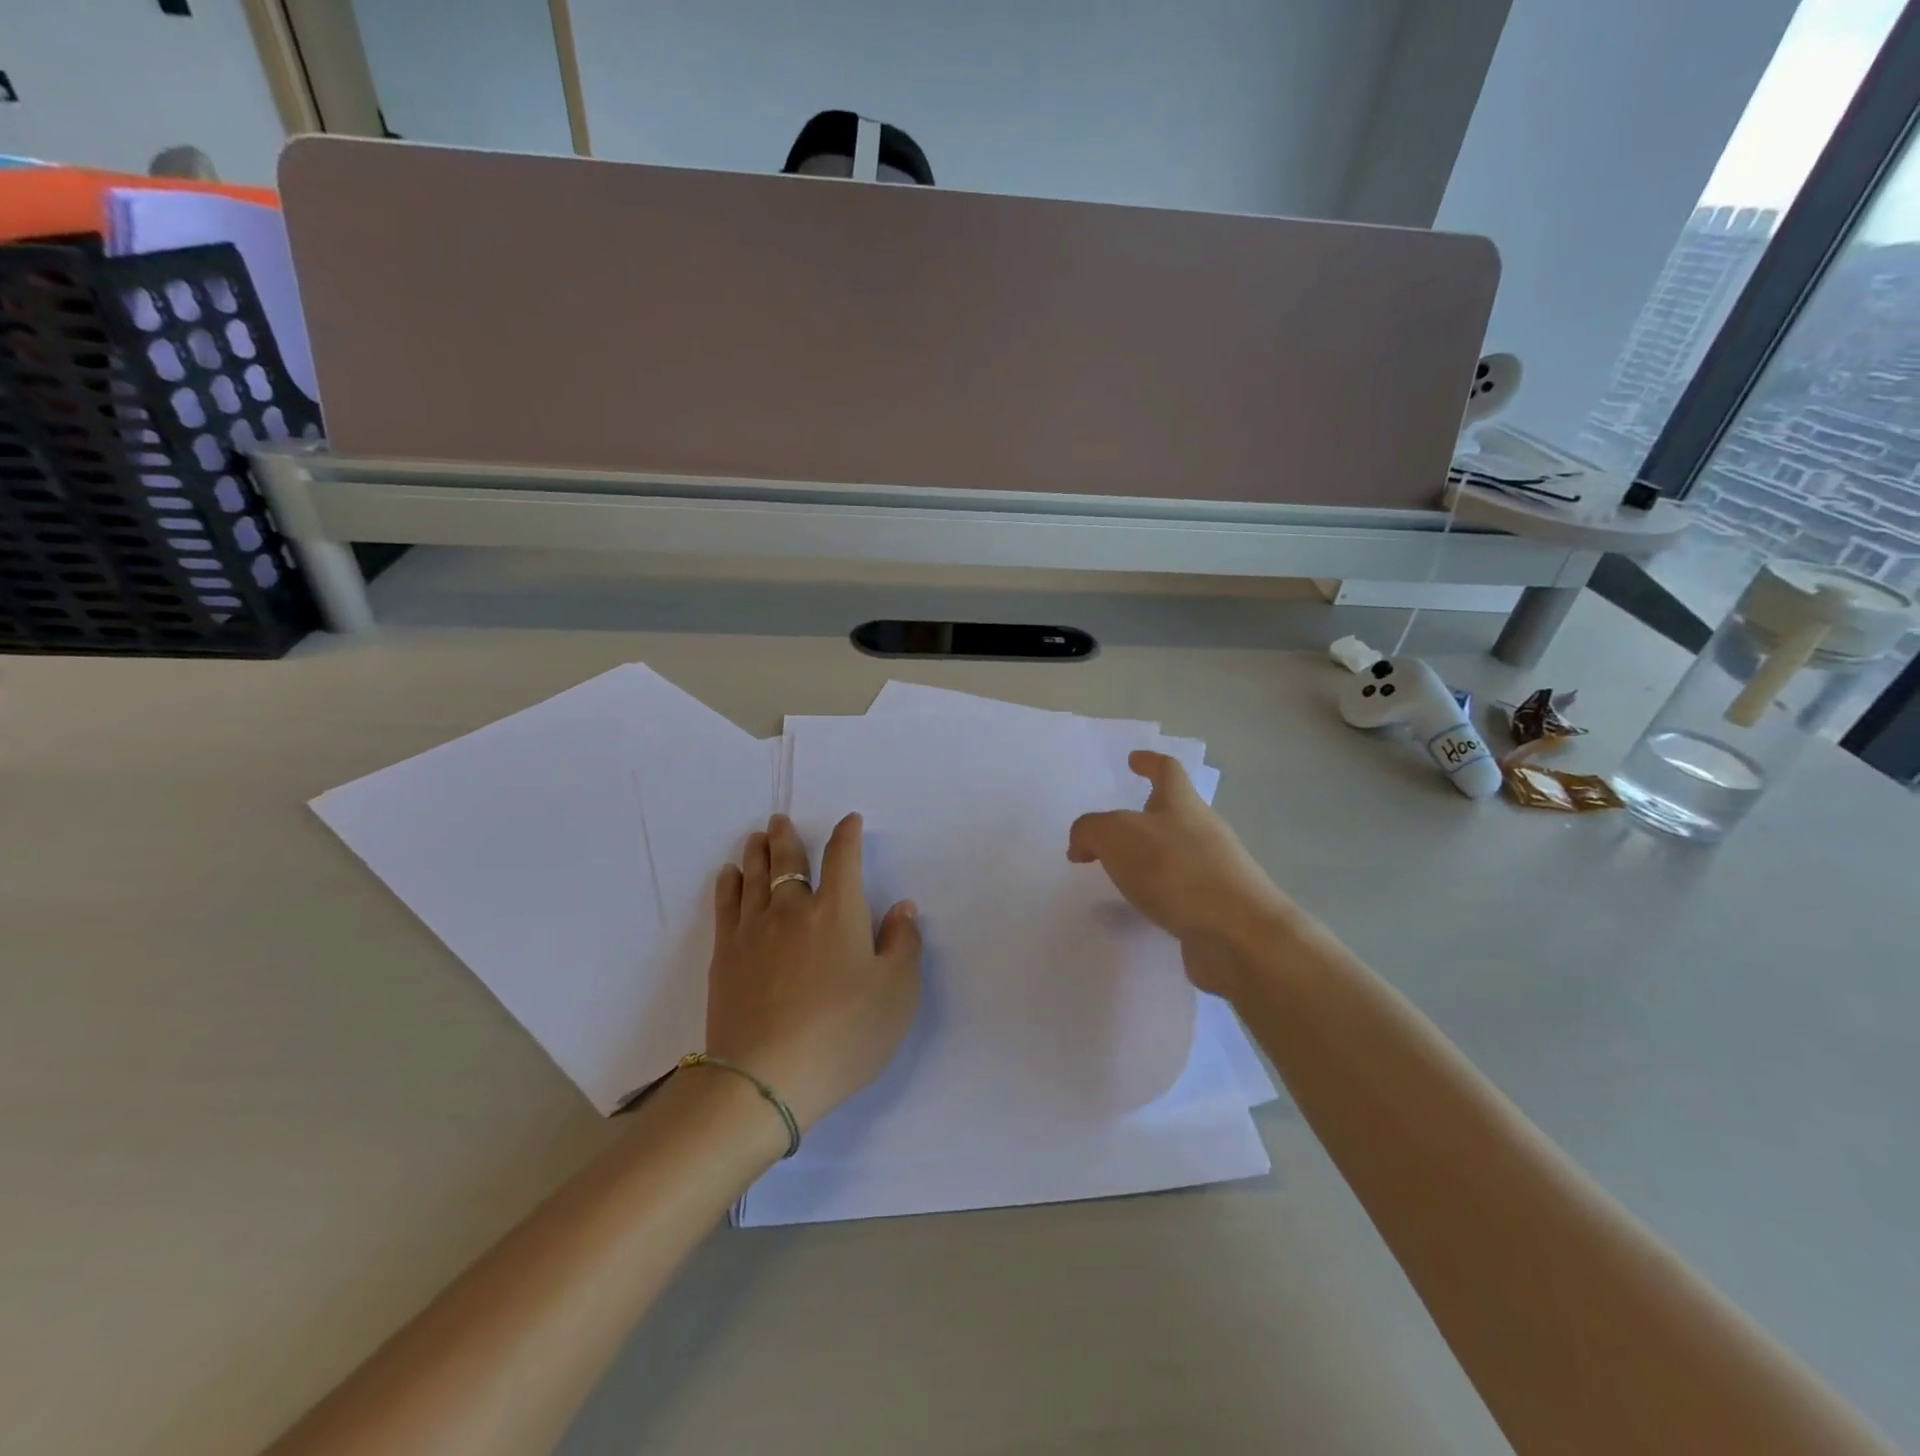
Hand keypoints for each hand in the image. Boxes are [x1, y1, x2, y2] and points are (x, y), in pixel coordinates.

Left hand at [705, 813, 921, 1130]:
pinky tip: (729, 875)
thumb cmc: (844, 1034)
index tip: (850, 821)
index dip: (848, 835)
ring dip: (757, 852)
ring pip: (754, 877)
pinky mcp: (725, 956)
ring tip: (757, 836)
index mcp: (838, 911)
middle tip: (780, 819)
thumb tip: (903, 906)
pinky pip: (725, 905)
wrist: (765, 1078)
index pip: (843, 858)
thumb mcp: (897, 993)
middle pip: (789, 861)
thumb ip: (904, 944)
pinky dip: (728, 884)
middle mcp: (793, 909)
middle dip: (788, 837)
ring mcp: (753, 931)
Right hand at [1067, 751, 1296, 997]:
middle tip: (1111, 831)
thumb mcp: (1115, 835)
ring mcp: (1214, 871)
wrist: (1237, 934)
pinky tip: (1138, 909)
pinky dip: (1157, 895)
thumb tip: (1082, 845)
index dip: (1149, 762)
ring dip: (1148, 859)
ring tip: (1116, 873)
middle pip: (1173, 813)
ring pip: (1175, 854)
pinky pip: (1179, 892)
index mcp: (1182, 804)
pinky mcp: (1215, 909)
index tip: (1134, 759)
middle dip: (1144, 817)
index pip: (1167, 770)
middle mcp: (1203, 831)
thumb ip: (1090, 831)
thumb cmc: (1175, 869)